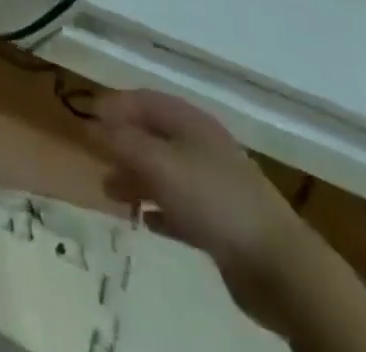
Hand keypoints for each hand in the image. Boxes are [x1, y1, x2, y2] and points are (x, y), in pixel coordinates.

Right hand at [91, 91, 330, 333]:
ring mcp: (213, 184)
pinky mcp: (221, 223)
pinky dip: (160, 209)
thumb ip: (122, 141)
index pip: (144, 99)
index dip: (114, 104)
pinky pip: (180, 207)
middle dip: (122, 143)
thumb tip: (90, 124)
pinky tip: (146, 221)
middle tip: (94, 157)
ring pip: (164, 171)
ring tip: (112, 193)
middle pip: (153, 135)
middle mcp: (201, 146)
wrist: (279, 266)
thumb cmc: (213, 199)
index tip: (86, 116)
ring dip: (136, 178)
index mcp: (189, 121)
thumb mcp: (159, 163)